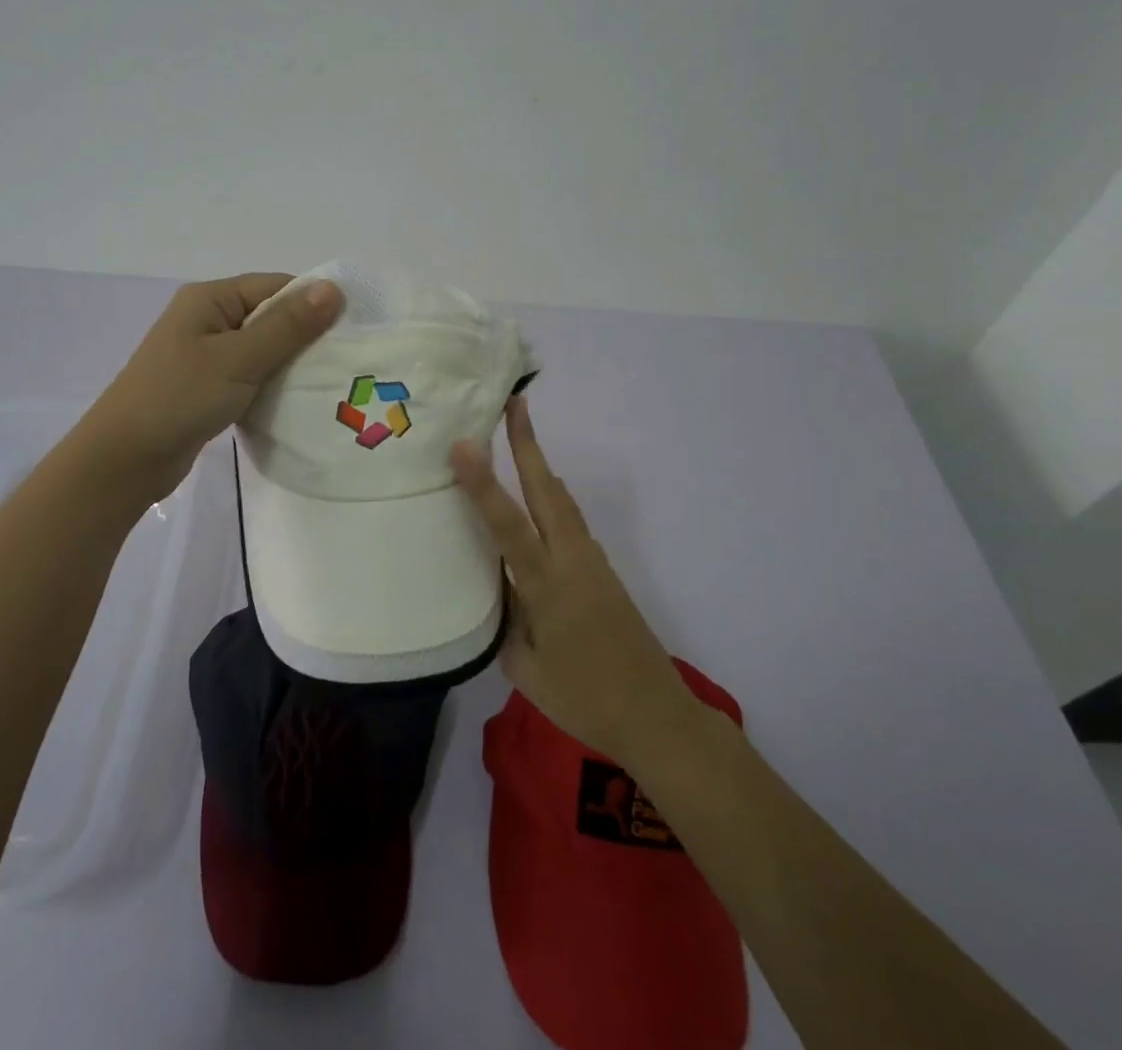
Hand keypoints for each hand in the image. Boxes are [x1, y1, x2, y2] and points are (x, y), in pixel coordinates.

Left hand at [80, 273, 342, 503]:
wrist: (125, 459)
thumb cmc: (180, 397)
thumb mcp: (239, 358)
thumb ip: (288, 325)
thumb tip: (334, 288)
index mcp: (211, 299)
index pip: (275, 287)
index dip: (314, 303)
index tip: (352, 329)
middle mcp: (208, 319)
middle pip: (271, 316)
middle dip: (306, 336)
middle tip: (346, 361)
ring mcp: (206, 354)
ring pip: (263, 349)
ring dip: (291, 363)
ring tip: (329, 382)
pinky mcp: (207, 386)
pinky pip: (251, 374)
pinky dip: (273, 384)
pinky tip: (297, 400)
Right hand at [451, 396, 696, 765]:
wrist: (658, 717)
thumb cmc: (585, 700)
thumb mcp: (526, 670)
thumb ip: (506, 621)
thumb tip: (497, 587)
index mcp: (548, 586)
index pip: (508, 525)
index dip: (483, 483)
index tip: (463, 445)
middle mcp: (573, 561)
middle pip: (547, 490)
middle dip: (528, 444)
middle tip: (514, 403)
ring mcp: (593, 562)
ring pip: (562, 501)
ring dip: (540, 465)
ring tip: (518, 436)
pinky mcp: (603, 571)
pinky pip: (570, 522)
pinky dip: (550, 497)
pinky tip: (537, 500)